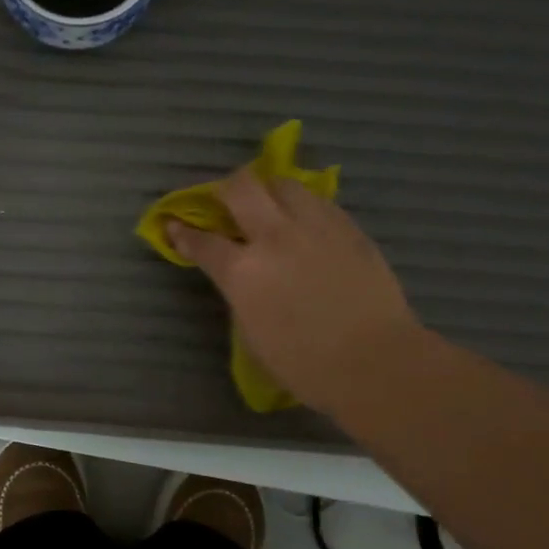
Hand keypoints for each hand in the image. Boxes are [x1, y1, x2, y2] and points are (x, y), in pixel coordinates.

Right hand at [165, 170, 417, 415]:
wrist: (374, 362)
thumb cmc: (304, 364)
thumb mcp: (252, 331)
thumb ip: (241, 292)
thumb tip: (241, 275)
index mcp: (242, 271)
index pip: (202, 241)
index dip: (183, 232)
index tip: (175, 225)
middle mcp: (274, 237)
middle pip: (241, 188)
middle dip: (224, 189)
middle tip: (224, 202)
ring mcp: (315, 227)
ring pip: (283, 183)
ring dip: (268, 191)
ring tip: (269, 207)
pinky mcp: (349, 228)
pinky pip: (318, 201)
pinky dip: (302, 206)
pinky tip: (305, 224)